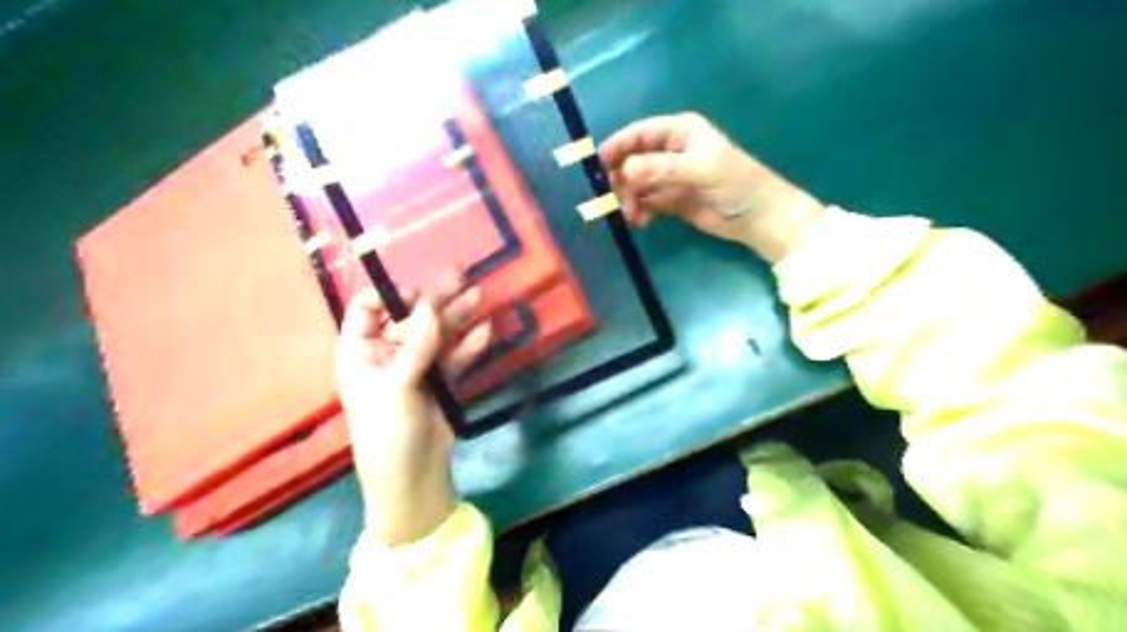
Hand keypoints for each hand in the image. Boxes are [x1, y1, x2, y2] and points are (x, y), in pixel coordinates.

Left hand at [335, 279, 494, 546]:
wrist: (411, 477)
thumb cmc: (388, 431)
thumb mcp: (397, 387)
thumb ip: (416, 345)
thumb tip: (431, 305)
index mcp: (360, 353)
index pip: (366, 311)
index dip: (389, 296)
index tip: (416, 293)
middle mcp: (386, 354)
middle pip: (410, 318)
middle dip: (434, 300)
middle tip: (460, 277)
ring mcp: (415, 367)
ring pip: (436, 335)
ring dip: (457, 317)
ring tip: (479, 297)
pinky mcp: (439, 381)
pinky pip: (454, 356)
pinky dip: (468, 345)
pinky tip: (485, 330)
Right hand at [599, 112, 825, 261]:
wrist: (758, 217)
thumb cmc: (734, 183)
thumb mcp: (699, 170)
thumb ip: (660, 168)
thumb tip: (623, 171)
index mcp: (679, 132)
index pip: (640, 134)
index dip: (617, 146)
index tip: (597, 164)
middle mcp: (672, 151)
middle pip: (633, 160)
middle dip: (622, 178)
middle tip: (613, 198)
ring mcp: (671, 177)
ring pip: (637, 184)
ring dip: (629, 198)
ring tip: (632, 216)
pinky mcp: (672, 200)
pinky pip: (646, 202)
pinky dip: (639, 211)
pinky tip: (641, 222)